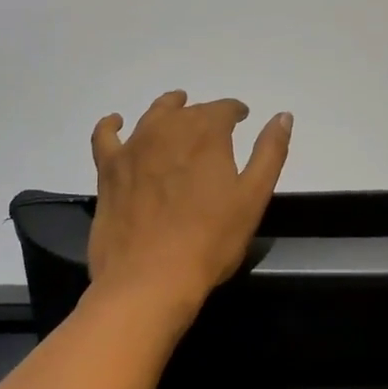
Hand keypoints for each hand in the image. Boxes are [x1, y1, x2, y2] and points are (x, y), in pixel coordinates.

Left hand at [88, 91, 292, 325]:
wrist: (149, 280)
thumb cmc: (209, 241)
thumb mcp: (253, 198)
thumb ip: (269, 152)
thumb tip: (282, 116)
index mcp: (207, 134)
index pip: (224, 109)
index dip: (235, 111)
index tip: (242, 118)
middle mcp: (169, 130)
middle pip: (189, 111)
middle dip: (204, 114)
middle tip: (214, 128)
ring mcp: (134, 147)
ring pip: (153, 115)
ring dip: (168, 109)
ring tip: (177, 110)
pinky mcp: (109, 169)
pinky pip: (105, 135)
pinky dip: (111, 124)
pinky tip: (117, 123)